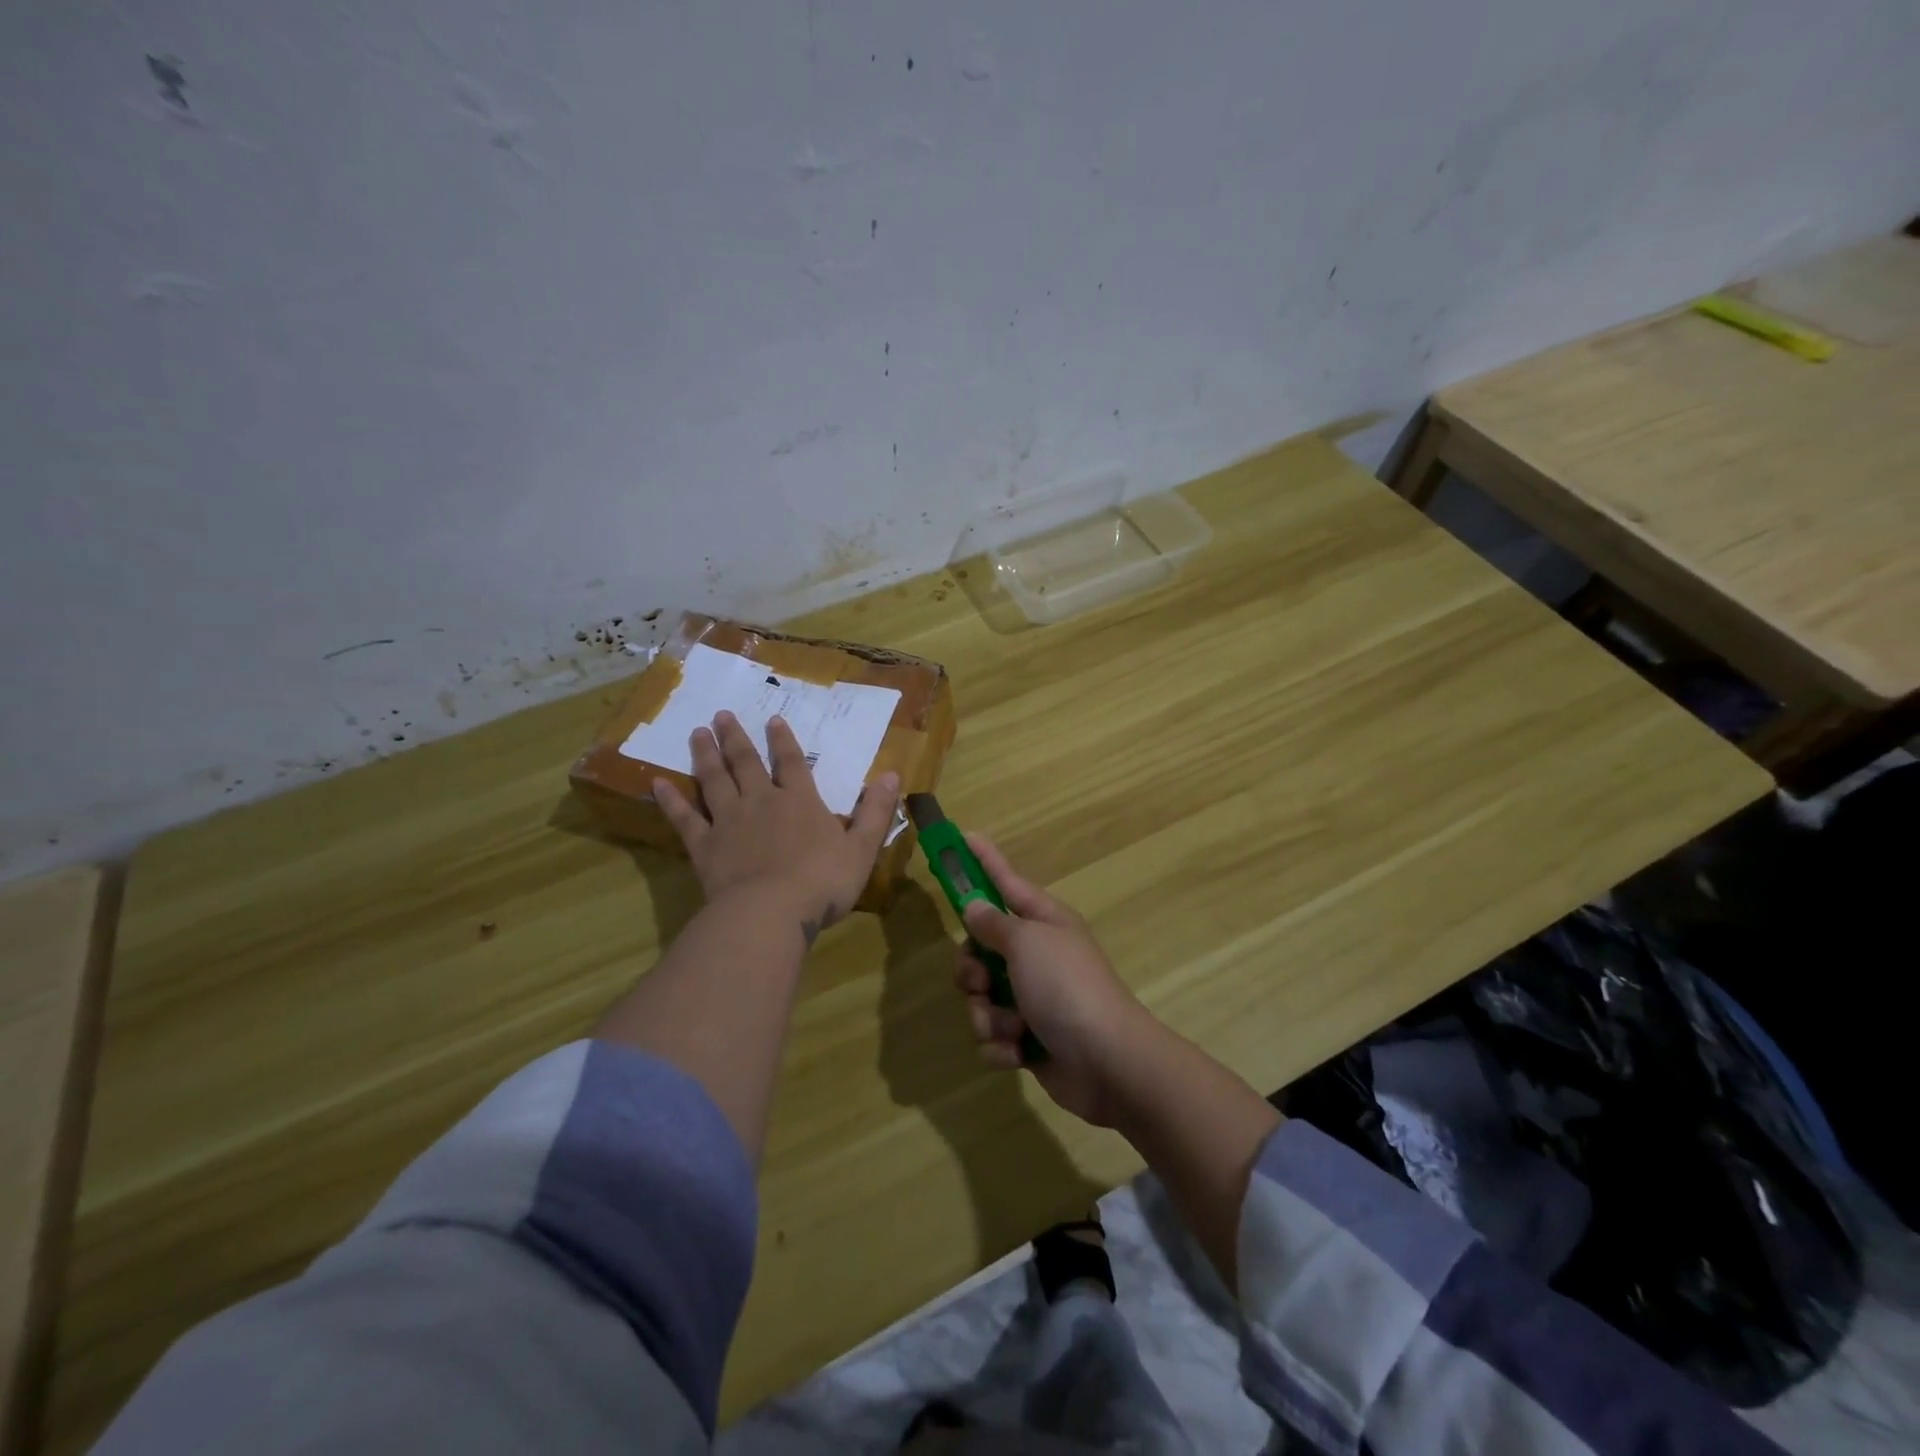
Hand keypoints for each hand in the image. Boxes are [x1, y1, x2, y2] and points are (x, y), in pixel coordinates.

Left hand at [653, 711, 899, 939]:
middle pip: (746, 763)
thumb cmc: (823, 882)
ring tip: (697, 733)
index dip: (782, 740)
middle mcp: (761, 802)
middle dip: (736, 738)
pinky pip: (684, 818)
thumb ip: (875, 811)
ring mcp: (728, 822)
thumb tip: (892, 774)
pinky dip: (671, 800)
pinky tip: (656, 782)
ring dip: (705, 755)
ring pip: (714, 780)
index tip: (773, 719)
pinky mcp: (704, 846)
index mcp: (799, 801)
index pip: (791, 762)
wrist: (771, 913)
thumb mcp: (862, 847)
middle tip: (721, 715)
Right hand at [953, 834, 1156, 1126]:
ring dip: (988, 1015)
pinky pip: (993, 1036)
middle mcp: (1037, 956)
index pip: (1006, 881)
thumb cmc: (1067, 987)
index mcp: (1043, 922)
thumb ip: (994, 924)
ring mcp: (1032, 999)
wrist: (1108, 1062)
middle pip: (980, 950)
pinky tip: (1019, 1052)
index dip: (985, 860)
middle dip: (971, 971)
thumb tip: (974, 906)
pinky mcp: (1029, 1039)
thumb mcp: (1027, 943)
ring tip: (1012, 1026)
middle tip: (981, 982)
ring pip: (981, 998)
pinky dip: (1001, 1046)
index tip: (964, 837)